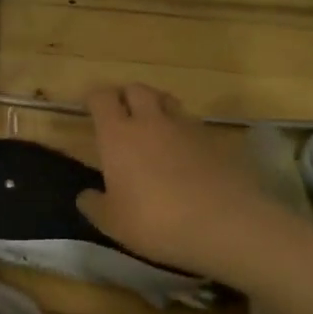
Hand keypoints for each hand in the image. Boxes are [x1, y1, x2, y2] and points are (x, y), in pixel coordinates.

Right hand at [76, 84, 280, 277]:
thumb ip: (95, 205)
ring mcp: (186, 127)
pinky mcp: (215, 140)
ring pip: (167, 101)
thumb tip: (85, 195)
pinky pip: (192, 123)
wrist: (226, 224)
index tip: (90, 108)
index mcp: (118, 135)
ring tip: (154, 128)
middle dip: (126, 96)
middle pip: (137, 89)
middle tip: (122, 115)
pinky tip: (184, 153)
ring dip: (157, 107)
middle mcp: (151, 121)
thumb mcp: (113, 223)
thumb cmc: (156, 222)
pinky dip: (183, 130)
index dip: (95, 99)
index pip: (102, 98)